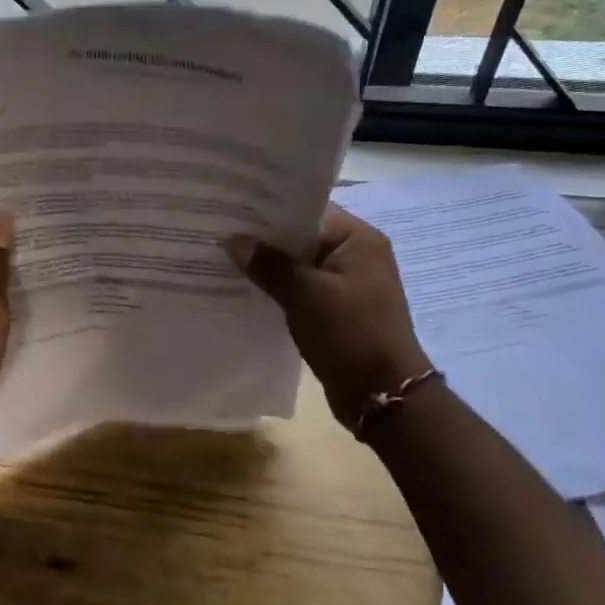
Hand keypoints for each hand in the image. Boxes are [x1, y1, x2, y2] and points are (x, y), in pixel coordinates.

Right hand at [228, 205, 431, 426]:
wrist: (382, 396)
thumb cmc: (350, 333)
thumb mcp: (305, 294)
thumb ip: (269, 264)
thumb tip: (234, 240)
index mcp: (359, 239)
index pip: (309, 210)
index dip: (271, 209)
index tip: (234, 208)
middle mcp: (357, 256)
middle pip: (303, 237)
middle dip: (265, 239)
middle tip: (221, 231)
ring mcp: (348, 285)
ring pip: (300, 266)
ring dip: (270, 266)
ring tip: (225, 258)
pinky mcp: (337, 310)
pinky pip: (302, 289)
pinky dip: (279, 289)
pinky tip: (246, 289)